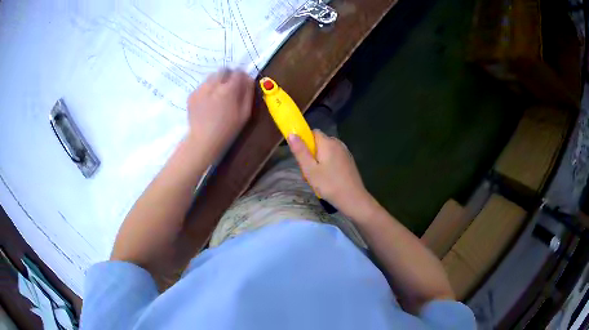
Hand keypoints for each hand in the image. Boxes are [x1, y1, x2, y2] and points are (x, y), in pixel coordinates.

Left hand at [186, 69, 253, 160]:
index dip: (242, 76)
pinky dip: (206, 90)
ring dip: (216, 81)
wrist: (203, 140)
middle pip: (223, 70)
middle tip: (229, 88)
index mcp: (229, 89)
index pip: (238, 72)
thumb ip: (248, 92)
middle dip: (228, 76)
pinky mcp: (192, 95)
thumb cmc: (228, 129)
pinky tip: (207, 103)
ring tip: (217, 95)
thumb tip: (249, 79)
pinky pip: (202, 86)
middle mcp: (214, 85)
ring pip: (211, 77)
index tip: (241, 83)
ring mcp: (201, 89)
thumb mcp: (245, 113)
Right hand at [288, 130, 371, 216]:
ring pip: (326, 152)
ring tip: (316, 179)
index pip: (312, 133)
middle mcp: (338, 143)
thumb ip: (300, 151)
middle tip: (307, 172)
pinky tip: (327, 180)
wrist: (353, 199)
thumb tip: (291, 133)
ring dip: (318, 162)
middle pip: (319, 143)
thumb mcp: (310, 169)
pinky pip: (333, 158)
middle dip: (310, 154)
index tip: (301, 157)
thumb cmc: (329, 184)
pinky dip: (327, 165)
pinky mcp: (349, 162)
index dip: (304, 142)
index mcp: (328, 143)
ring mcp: (345, 152)